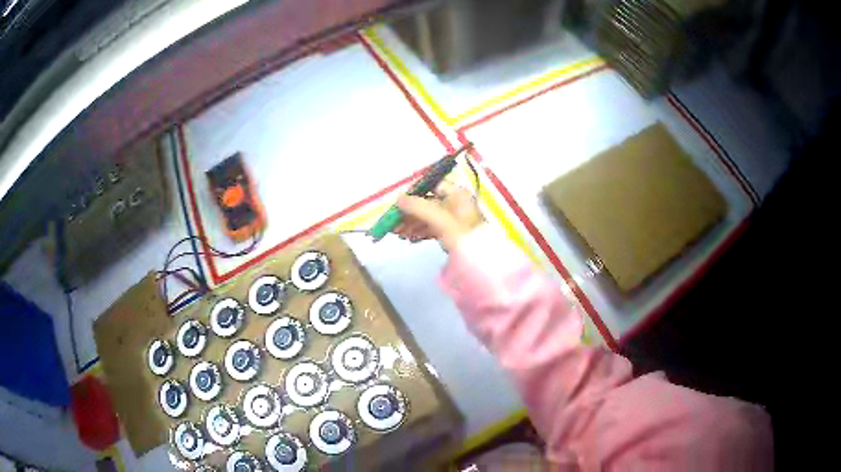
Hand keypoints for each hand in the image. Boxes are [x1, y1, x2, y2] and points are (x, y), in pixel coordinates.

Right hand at [394, 180, 484, 251]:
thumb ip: (419, 207)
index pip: (432, 185)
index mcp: (456, 194)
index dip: (415, 192)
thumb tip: (398, 199)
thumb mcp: (440, 219)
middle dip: (409, 211)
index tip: (399, 202)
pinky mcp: (450, 233)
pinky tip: (408, 238)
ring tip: (397, 232)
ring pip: (427, 216)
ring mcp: (453, 219)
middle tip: (393, 221)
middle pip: (427, 202)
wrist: (481, 262)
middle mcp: (455, 203)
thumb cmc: (462, 235)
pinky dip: (419, 231)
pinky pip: (431, 228)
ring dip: (411, 222)